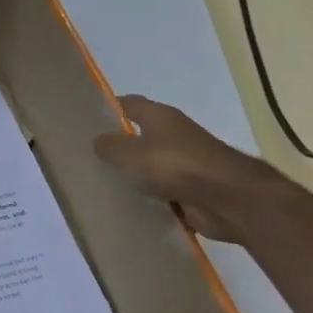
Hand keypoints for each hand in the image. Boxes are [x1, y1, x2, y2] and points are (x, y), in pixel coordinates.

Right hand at [93, 95, 284, 242]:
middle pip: (139, 136)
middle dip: (118, 146)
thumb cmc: (174, 165)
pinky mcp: (192, 189)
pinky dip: (149, 199)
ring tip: (102, 185)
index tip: (86, 121)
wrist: (226, 198)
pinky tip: (127, 208)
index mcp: (160, 116)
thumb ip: (109, 146)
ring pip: (150, 166)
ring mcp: (185, 163)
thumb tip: (98, 141)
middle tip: (88, 158)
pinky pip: (162, 192)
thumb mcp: (129, 153)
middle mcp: (173, 134)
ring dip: (134, 175)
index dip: (108, 109)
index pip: (129, 104)